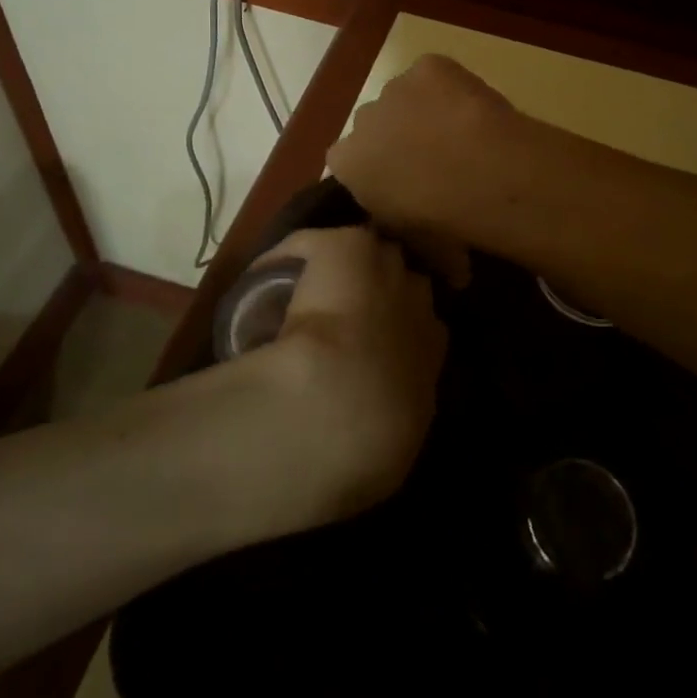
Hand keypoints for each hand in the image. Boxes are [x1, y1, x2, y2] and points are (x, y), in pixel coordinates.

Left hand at [234, 226, 446, 532]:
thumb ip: (389, 434)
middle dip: (383, 288)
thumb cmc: (371, 442)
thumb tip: (370, 441)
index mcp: (431, 354)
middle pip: (406, 280)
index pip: (429, 326)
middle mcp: (417, 303)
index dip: (402, 327)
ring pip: (368, 254)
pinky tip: (264, 275)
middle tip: (347, 307)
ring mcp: (384, 269)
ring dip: (346, 268)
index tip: (375, 342)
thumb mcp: (392, 452)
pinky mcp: (346, 247)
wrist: (342, 404)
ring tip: (310, 286)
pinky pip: (312, 245)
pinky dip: (288, 257)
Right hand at [327, 55, 517, 274]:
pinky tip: (470, 108)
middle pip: (374, 127)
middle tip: (434, 162)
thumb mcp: (417, 242)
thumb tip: (450, 270)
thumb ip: (414, 238)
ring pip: (403, 99)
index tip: (403, 187)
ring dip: (422, 112)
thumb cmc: (440, 218)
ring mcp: (394, 88)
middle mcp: (360, 121)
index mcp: (346, 163)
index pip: (348, 164)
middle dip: (395, 139)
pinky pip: (433, 76)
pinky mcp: (427, 66)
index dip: (376, 173)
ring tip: (461, 135)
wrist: (477, 171)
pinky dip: (448, 88)